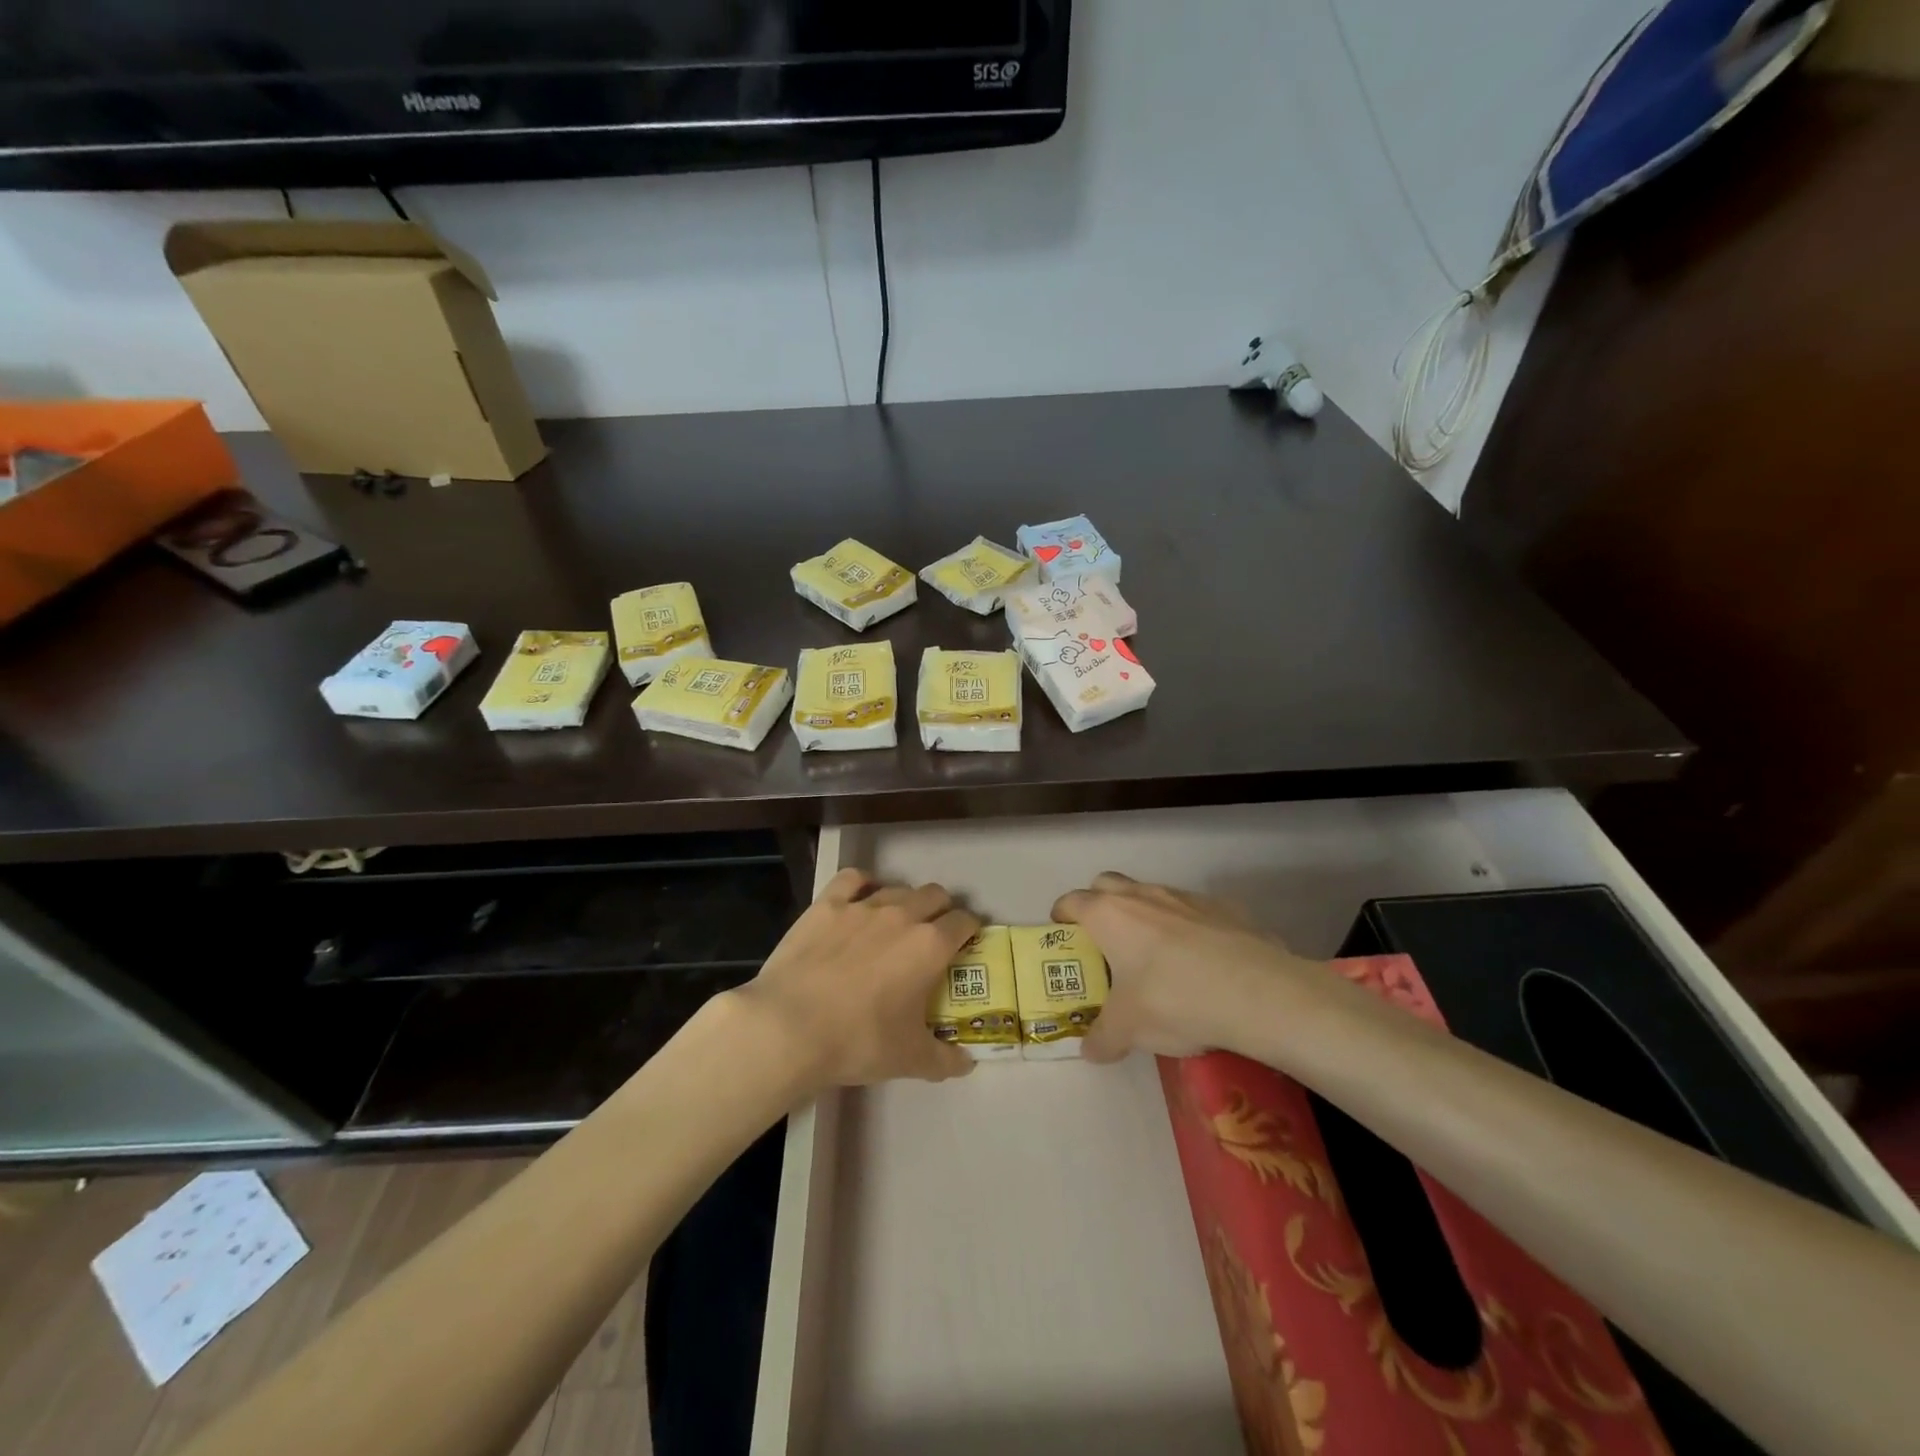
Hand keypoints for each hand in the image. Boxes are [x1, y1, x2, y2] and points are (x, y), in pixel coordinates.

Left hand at [734, 868, 979, 1088]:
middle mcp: (902, 915)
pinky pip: (853, 878)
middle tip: (933, 935)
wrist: (788, 1028)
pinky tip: (860, 898)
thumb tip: (966, 1065)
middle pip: (935, 895)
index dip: (970, 930)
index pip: (964, 922)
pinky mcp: (827, 904)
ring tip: (896, 923)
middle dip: (941, 910)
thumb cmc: (858, 1042)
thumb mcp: (909, 1060)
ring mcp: (862, 905)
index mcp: (930, 947)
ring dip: (906, 900)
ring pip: (898, 887)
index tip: (966, 943)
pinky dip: (863, 885)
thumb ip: (944, 1059)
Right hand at [1052, 872, 1326, 1062]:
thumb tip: (1090, 1051)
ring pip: (1152, 895)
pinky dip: (1187, 928)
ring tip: (1155, 956)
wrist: (1258, 993)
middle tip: (1104, 940)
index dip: (1061, 916)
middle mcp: (1143, 895)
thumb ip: (1103, 1037)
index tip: (1061, 934)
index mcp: (1109, 915)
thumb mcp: (1129, 1029)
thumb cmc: (1174, 1000)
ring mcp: (1186, 897)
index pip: (1072, 902)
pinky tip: (1201, 962)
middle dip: (1099, 904)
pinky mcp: (1224, 908)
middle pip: (1107, 884)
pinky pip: (1193, 911)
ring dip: (1144, 915)